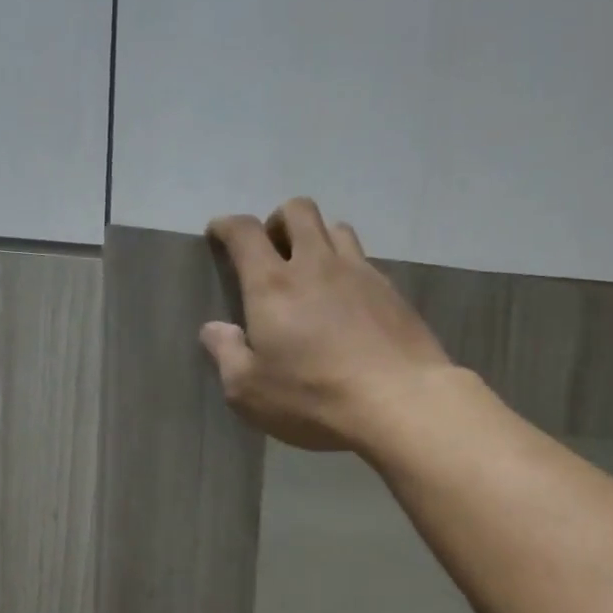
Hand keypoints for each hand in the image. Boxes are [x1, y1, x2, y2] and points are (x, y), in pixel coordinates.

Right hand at [203, 197, 452, 451]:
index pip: (244, 233)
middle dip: (278, 221)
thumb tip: (213, 329)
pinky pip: (365, 262)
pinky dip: (349, 269)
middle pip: (298, 211)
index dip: (227, 226)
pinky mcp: (392, 293)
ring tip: (313, 270)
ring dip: (318, 238)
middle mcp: (316, 264)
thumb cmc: (313, 398)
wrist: (399, 401)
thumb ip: (226, 355)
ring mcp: (360, 274)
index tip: (219, 233)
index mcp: (272, 285)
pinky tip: (349, 302)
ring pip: (336, 229)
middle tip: (272, 250)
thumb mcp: (250, 391)